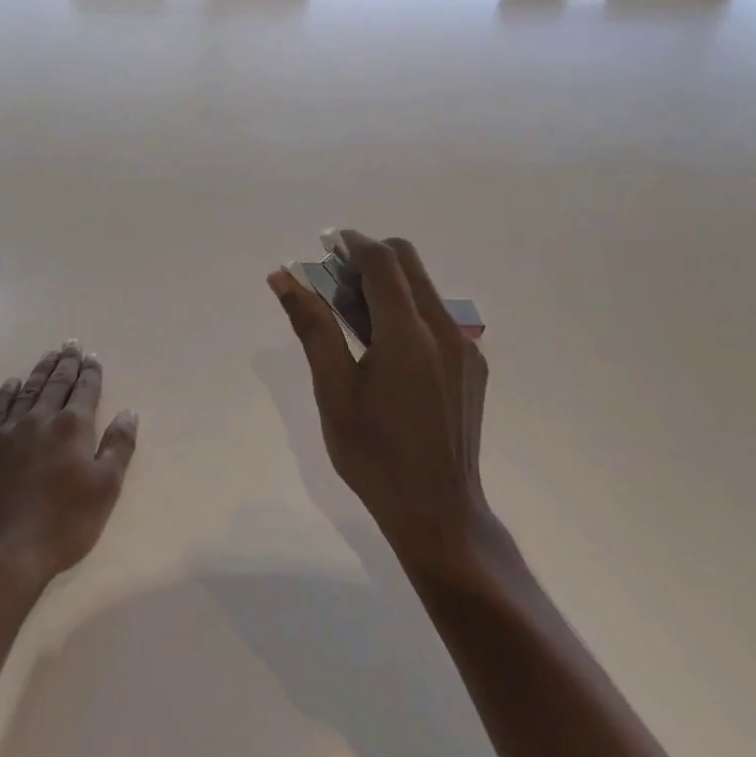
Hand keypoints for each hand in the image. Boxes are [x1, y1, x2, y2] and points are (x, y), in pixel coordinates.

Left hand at [0, 342, 138, 595]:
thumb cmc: (59, 528)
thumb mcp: (104, 491)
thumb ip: (118, 447)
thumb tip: (128, 412)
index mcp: (72, 428)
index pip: (85, 390)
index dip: (91, 373)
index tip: (93, 357)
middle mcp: (39, 420)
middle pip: (56, 383)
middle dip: (66, 363)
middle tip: (71, 344)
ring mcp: (6, 432)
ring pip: (27, 390)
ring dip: (40, 371)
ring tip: (48, 355)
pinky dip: (6, 393)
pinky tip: (11, 384)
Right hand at [269, 232, 494, 572]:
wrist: (439, 514)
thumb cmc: (374, 455)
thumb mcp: (333, 391)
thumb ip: (312, 326)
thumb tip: (283, 278)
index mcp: (408, 334)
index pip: (383, 260)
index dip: (352, 242)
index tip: (325, 244)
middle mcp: (444, 330)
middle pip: (408, 263)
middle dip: (369, 258)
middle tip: (333, 280)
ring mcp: (465, 348)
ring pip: (423, 288)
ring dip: (386, 284)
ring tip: (352, 316)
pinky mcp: (473, 366)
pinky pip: (436, 316)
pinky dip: (406, 310)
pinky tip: (384, 347)